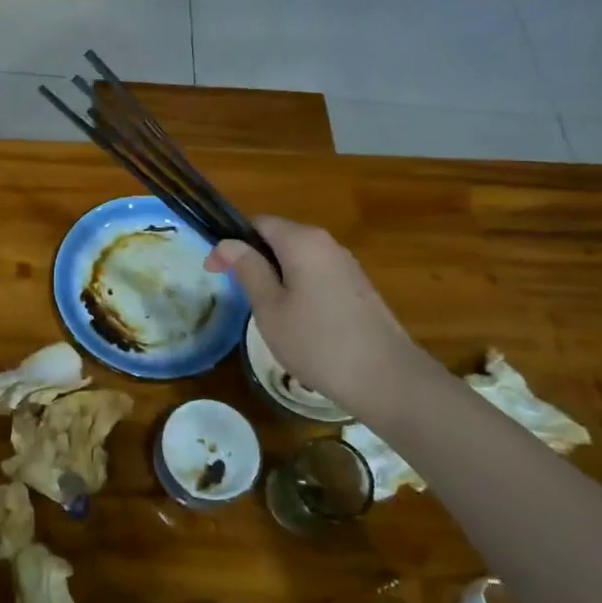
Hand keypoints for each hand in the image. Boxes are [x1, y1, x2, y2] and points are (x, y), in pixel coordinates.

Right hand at [206, 215, 440, 420]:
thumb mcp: (269, 307)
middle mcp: (326, 243)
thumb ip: (248, 270)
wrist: (386, 379)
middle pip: (279, 238)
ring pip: (299, 259)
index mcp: (302, 241)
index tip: (215, 273)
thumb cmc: (317, 342)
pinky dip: (298, 288)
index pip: (258, 223)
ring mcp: (347, 265)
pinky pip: (317, 275)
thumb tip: (227, 243)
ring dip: (276, 276)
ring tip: (265, 312)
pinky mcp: (358, 288)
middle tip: (237, 294)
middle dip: (254, 260)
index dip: (231, 243)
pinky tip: (297, 322)